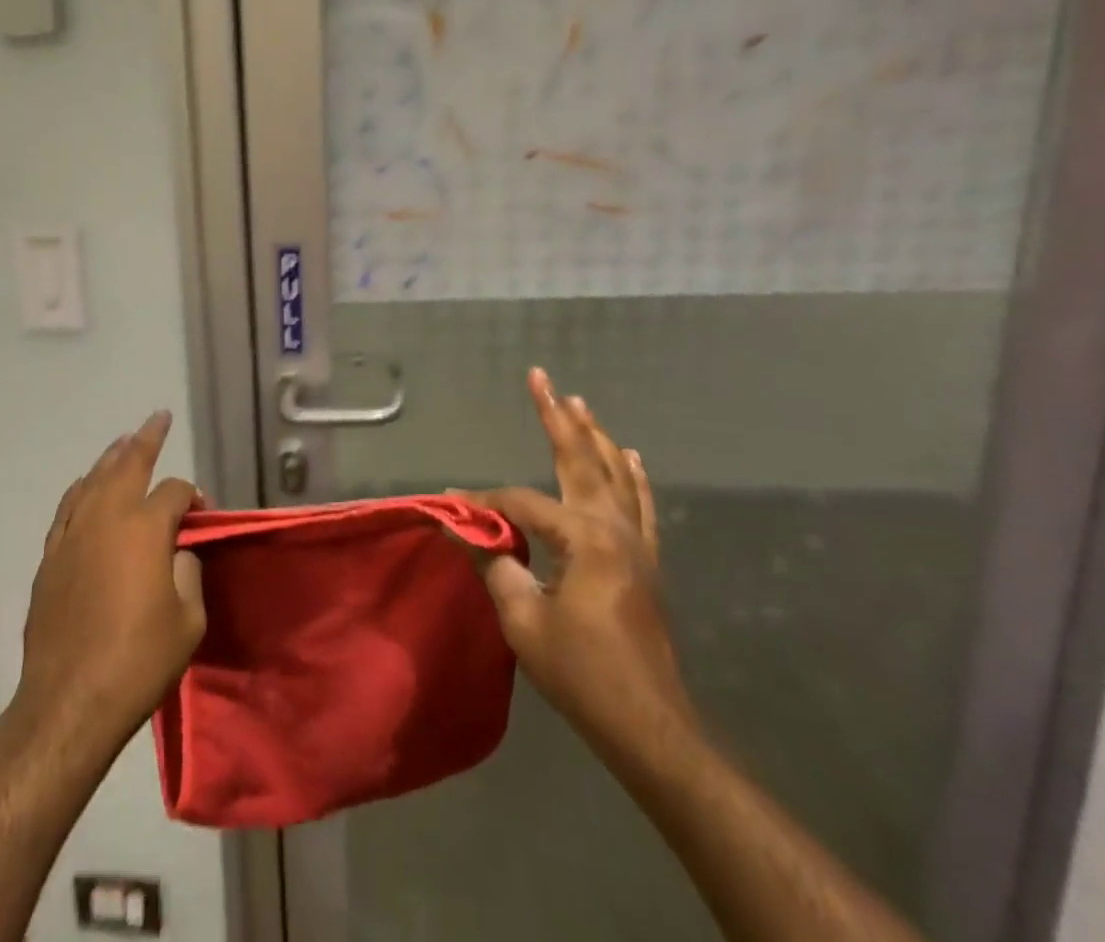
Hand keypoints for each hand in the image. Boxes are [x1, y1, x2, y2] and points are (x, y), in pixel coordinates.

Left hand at [15, 412, 204, 749]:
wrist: (70, 700)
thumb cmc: (139, 660)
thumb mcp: (188, 619)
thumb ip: (188, 572)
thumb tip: (177, 552)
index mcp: (145, 528)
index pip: (173, 492)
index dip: (192, 498)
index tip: (200, 515)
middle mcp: (106, 517)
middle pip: (128, 464)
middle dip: (146, 438)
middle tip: (158, 418)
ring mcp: (73, 534)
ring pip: (93, 479)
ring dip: (111, 457)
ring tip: (124, 441)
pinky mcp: (51, 556)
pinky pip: (68, 507)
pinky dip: (81, 489)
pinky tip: (86, 485)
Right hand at [466, 369, 696, 771]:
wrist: (650, 726)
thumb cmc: (584, 674)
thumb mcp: (524, 622)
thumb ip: (494, 567)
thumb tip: (464, 530)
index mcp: (584, 538)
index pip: (522, 503)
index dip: (485, 502)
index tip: (453, 505)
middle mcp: (614, 528)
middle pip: (580, 459)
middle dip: (557, 416)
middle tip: (542, 378)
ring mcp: (636, 543)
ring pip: (614, 473)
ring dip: (594, 435)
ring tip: (579, 402)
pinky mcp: (646, 561)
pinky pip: (640, 504)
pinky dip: (632, 475)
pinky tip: (629, 455)